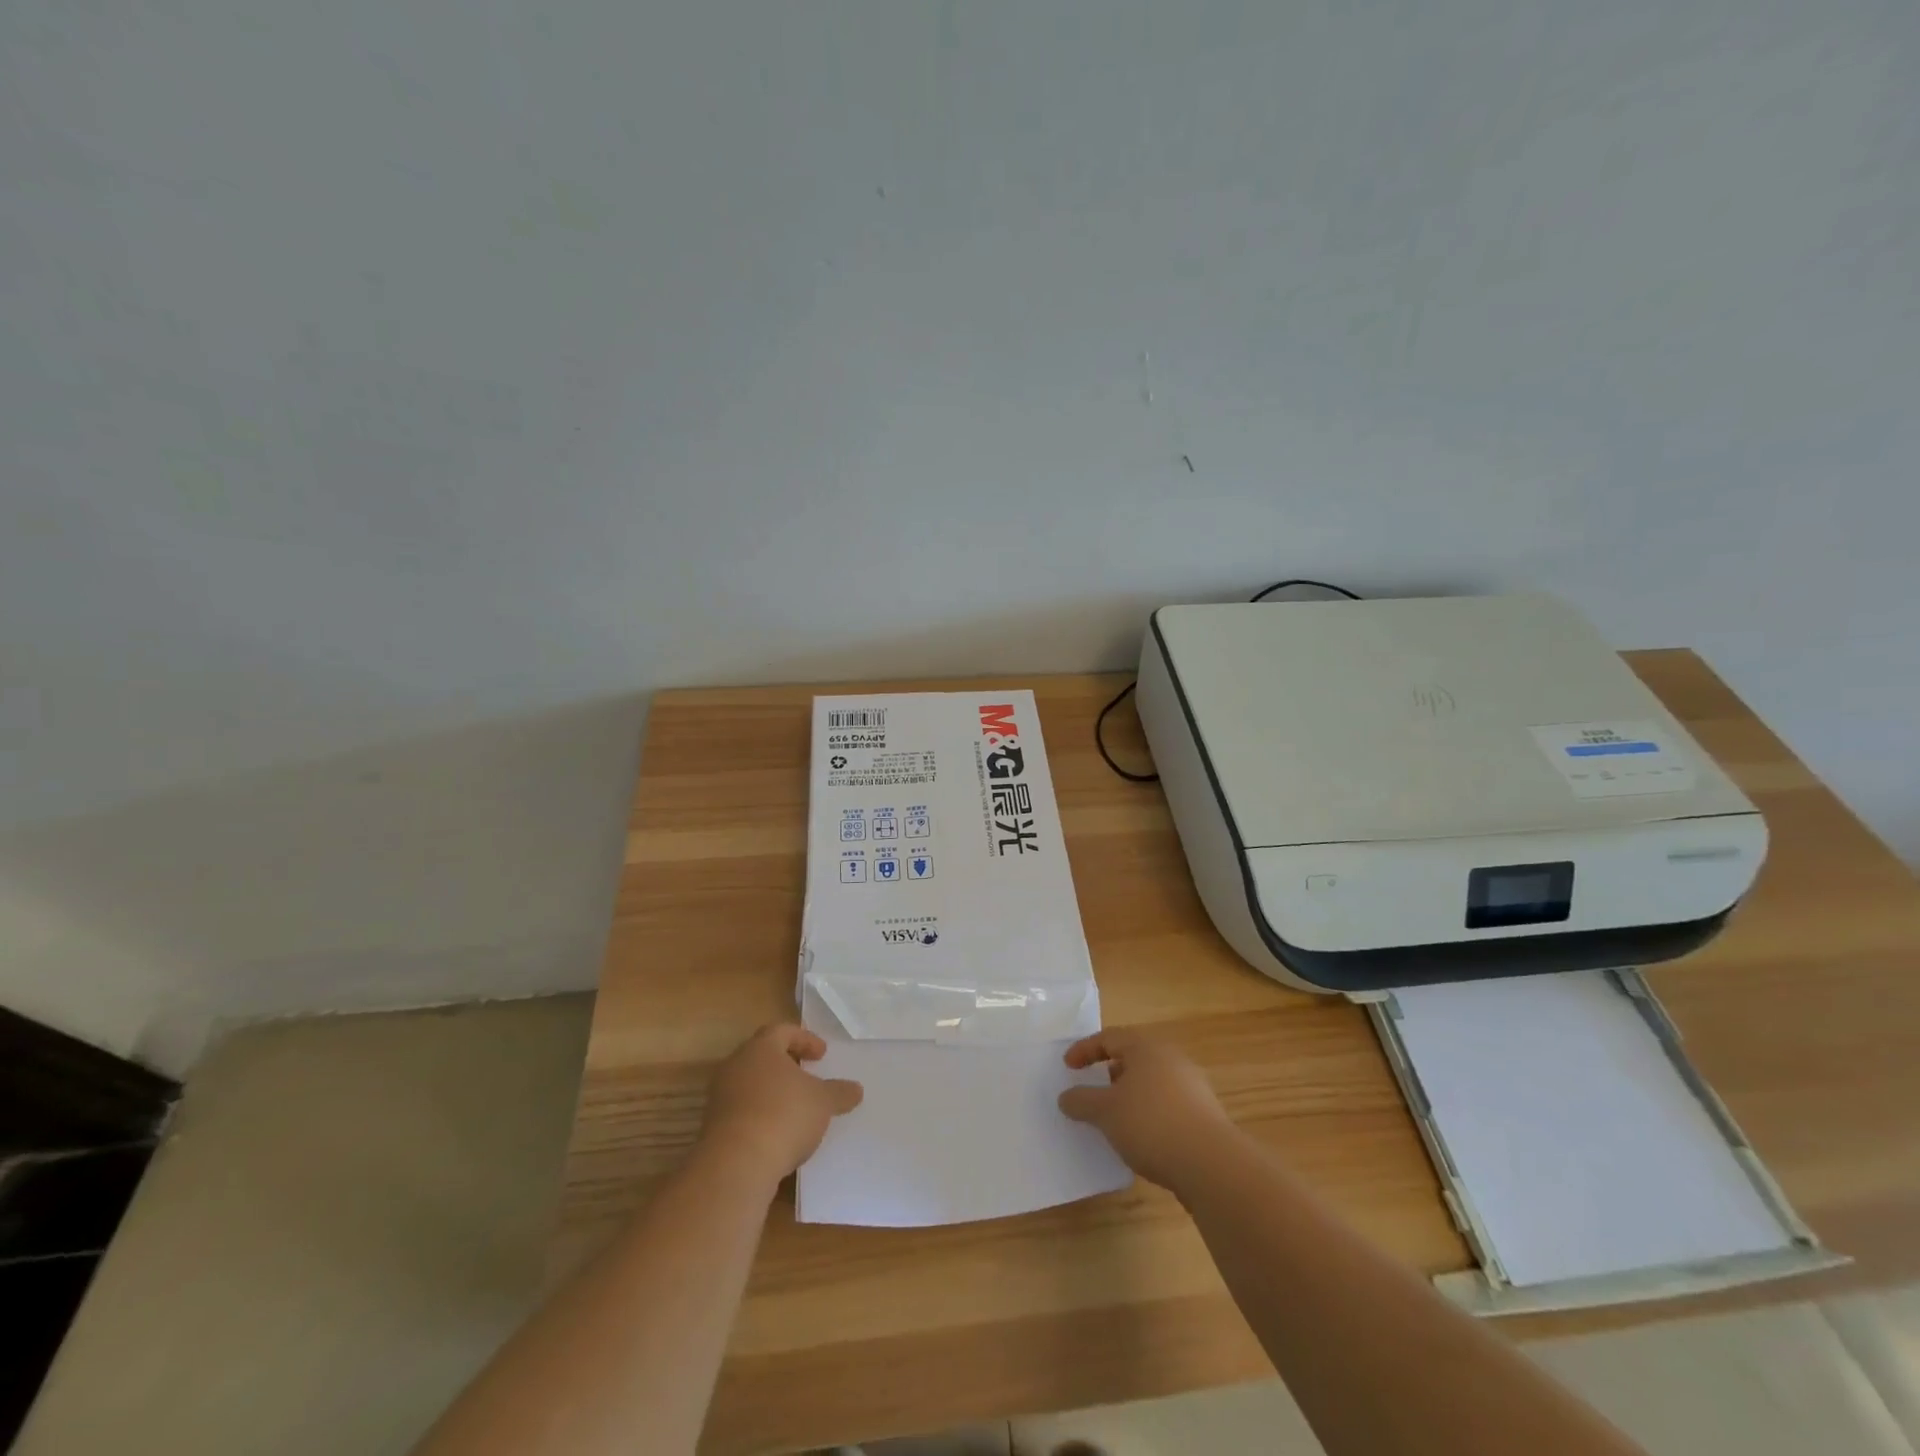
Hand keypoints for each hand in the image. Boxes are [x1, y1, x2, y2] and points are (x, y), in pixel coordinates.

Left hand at [700, 1025, 862, 1182]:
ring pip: (749, 1084)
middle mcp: (736, 1065)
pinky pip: (741, 1111)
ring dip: (771, 1091)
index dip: (805, 1039)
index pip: (782, 1031)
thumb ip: (839, 1092)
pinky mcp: (712, 1126)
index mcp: (761, 1048)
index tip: (821, 1055)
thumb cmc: (784, 1116)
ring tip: (793, 1108)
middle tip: (805, 1075)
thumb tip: (856, 1089)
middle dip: (785, 1064)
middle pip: (762, 1056)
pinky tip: (776, 1133)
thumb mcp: (823, 1102)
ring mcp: (720, 1097)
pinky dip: (759, 1115)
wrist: (735, 1164)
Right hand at [1058, 1030, 1235, 1189]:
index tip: (1068, 1067)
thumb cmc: (1151, 1124)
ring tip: (1116, 1119)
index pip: (1109, 1038)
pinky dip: (1149, 1113)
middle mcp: (1171, 1059)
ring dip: (1130, 1095)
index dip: (1085, 1050)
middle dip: (1110, 1072)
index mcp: (1146, 1048)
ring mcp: (1192, 1086)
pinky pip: (1167, 1104)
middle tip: (1094, 1090)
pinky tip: (1143, 1138)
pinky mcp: (1204, 1114)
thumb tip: (1066, 1097)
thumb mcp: (1105, 1112)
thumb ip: (1082, 1101)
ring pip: (1152, 1082)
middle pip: (1134, 1057)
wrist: (1212, 1165)